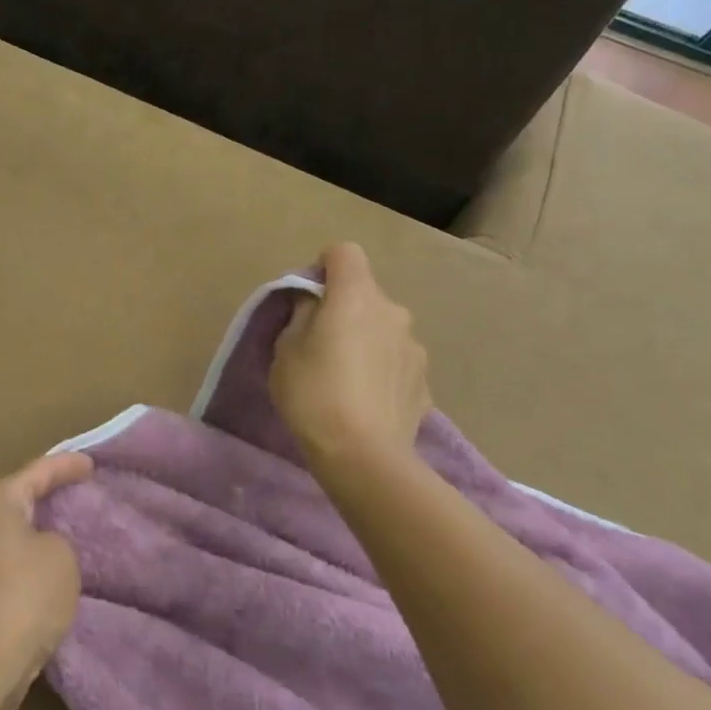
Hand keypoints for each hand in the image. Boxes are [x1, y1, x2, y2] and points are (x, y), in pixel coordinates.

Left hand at [0, 451, 88, 709]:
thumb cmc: (21, 598)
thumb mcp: (61, 558)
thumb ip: (58, 540)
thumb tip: (41, 549)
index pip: (38, 471)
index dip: (67, 466)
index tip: (91, 464)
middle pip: (19, 500)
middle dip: (47, 496)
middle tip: (79, 493)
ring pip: (13, 534)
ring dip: (38, 534)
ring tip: (70, 533)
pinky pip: (9, 564)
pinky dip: (30, 564)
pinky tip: (51, 574)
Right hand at [270, 242, 430, 465]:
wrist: (363, 456)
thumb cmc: (313, 394)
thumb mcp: (286, 349)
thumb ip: (301, 315)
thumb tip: (315, 304)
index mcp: (356, 296)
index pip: (344, 253)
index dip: (323, 267)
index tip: (308, 297)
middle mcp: (393, 312)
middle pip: (365, 293)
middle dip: (344, 309)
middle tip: (319, 345)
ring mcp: (415, 347)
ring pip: (383, 328)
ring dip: (366, 340)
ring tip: (345, 379)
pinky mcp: (425, 382)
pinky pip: (396, 361)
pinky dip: (382, 371)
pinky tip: (366, 402)